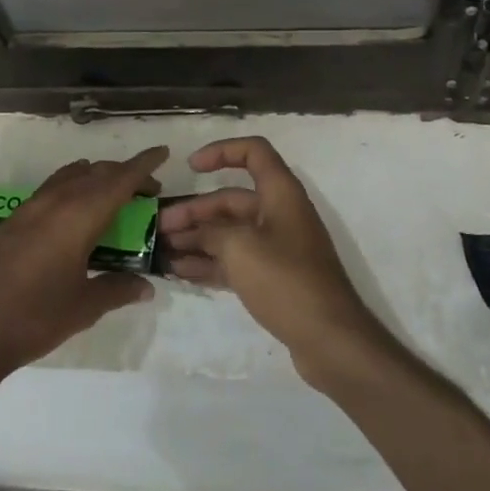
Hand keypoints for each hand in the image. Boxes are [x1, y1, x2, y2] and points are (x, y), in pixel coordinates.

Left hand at [0, 148, 165, 388]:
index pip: (120, 178)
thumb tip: (145, 286)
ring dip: (96, 178)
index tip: (163, 152)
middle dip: (124, 174)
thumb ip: (117, 288)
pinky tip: (74, 216)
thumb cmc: (34, 317)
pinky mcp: (12, 221)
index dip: (144, 165)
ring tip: (112, 199)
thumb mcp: (84, 306)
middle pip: (97, 172)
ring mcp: (30, 208)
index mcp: (80, 215)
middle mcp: (56, 201)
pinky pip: (52, 189)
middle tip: (146, 192)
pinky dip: (72, 188)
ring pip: (71, 176)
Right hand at [158, 137, 385, 387]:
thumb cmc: (286, 281)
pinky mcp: (274, 278)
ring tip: (163, 251)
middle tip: (159, 227)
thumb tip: (198, 233)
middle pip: (232, 199)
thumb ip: (213, 232)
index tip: (191, 166)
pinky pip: (236, 260)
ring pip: (231, 232)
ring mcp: (278, 247)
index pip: (253, 152)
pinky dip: (210, 263)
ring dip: (198, 238)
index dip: (221, 151)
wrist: (330, 339)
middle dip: (195, 210)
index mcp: (280, 193)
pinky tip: (181, 272)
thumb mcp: (240, 248)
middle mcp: (280, 214)